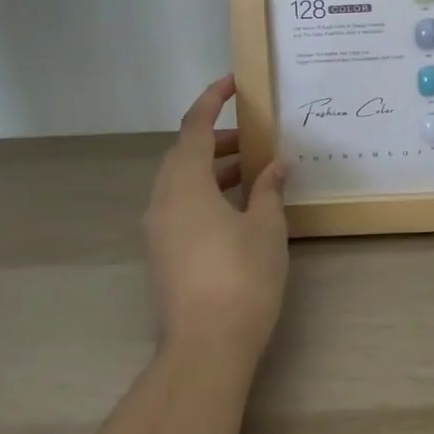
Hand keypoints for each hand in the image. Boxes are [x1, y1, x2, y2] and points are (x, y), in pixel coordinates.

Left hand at [143, 75, 290, 359]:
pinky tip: (238, 208)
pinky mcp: (163, 255)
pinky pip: (180, 206)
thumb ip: (268, 188)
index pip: (193, 128)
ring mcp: (158, 231)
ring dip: (213, 169)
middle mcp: (163, 202)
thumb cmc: (241, 277)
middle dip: (217, 139)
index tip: (233, 83)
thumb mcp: (266, 226)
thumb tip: (275, 165)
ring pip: (181, 182)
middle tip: (253, 137)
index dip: (212, 100)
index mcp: (185, 185)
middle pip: (184, 154)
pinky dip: (206, 193)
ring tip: (253, 172)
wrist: (205, 350)